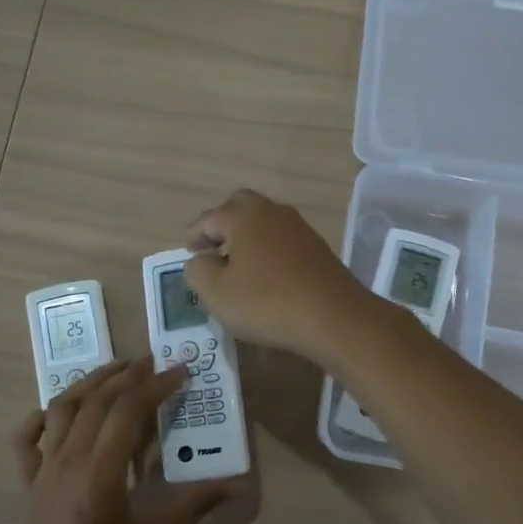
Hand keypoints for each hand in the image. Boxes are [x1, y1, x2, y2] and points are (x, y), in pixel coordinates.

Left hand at [12, 358, 234, 523]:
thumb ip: (195, 505)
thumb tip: (235, 484)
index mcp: (101, 473)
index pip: (128, 410)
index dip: (156, 386)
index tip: (180, 371)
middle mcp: (68, 462)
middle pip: (96, 401)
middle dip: (127, 375)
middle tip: (153, 362)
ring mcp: (43, 472)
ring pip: (62, 409)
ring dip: (89, 383)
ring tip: (116, 370)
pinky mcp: (29, 485)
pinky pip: (26, 440)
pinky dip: (41, 417)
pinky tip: (58, 410)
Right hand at [182, 188, 383, 365]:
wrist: (334, 317)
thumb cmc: (267, 302)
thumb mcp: (217, 293)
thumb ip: (198, 270)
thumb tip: (201, 260)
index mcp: (243, 216)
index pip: (209, 217)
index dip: (194, 234)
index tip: (188, 249)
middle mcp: (272, 212)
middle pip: (240, 206)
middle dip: (223, 223)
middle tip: (212, 248)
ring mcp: (299, 228)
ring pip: (265, 221)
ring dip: (248, 236)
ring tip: (237, 263)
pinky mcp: (317, 247)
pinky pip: (283, 239)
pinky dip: (268, 248)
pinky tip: (266, 273)